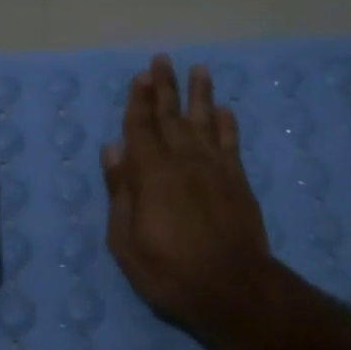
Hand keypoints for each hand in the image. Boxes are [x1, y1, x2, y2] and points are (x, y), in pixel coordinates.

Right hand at [100, 54, 275, 344]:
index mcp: (151, 174)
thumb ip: (120, 192)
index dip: (138, 101)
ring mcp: (215, 169)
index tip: (140, 76)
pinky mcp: (238, 181)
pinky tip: (225, 110)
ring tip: (199, 69)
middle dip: (165, 87)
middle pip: (171, 117)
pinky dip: (228, 125)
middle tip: (162, 60)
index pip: (141, 128)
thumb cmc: (169, 271)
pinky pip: (232, 144)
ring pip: (205, 121)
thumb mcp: (126, 241)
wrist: (233, 288)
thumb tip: (112, 150)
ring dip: (200, 94)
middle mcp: (184, 161)